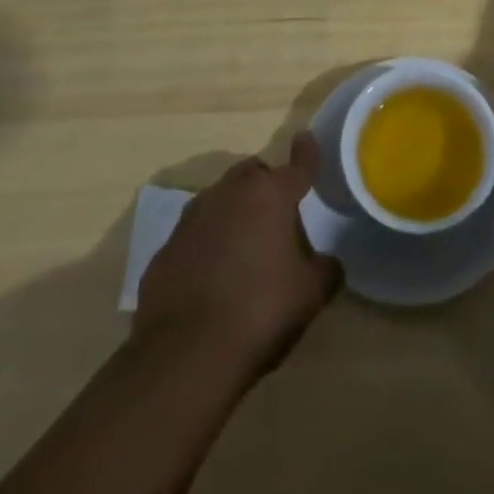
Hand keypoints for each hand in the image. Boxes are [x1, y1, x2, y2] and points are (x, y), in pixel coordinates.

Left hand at [134, 135, 340, 378]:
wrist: (185, 355)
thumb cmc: (260, 311)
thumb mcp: (310, 294)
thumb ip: (325, 269)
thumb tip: (327, 262)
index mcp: (272, 195)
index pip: (298, 164)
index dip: (306, 152)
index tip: (306, 138)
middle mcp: (230, 193)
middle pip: (253, 174)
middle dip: (265, 186)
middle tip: (276, 218)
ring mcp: (192, 217)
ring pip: (220, 199)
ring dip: (234, 213)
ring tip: (244, 250)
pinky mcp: (165, 248)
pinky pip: (194, 234)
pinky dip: (206, 245)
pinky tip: (211, 278)